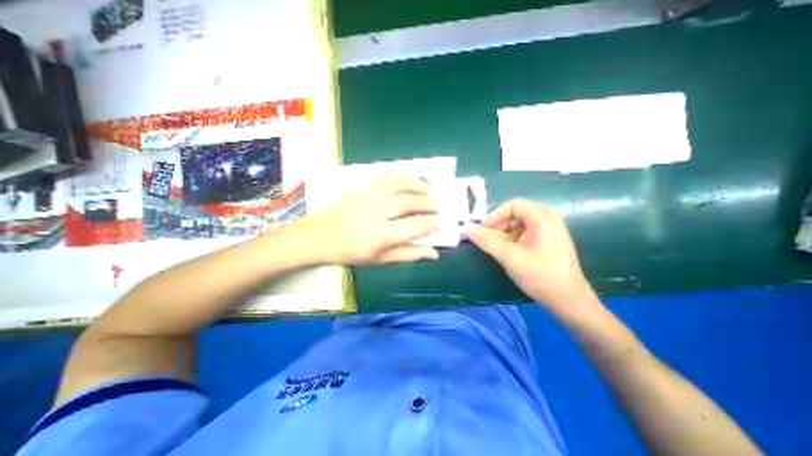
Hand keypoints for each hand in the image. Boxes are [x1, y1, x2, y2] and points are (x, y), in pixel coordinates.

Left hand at [303, 174, 442, 267]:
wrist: (321, 235)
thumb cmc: (351, 252)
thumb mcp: (380, 260)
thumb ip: (408, 254)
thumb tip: (434, 253)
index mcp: (381, 235)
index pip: (415, 226)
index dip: (434, 224)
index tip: (446, 223)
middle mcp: (377, 212)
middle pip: (410, 202)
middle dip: (430, 203)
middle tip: (441, 206)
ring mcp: (369, 196)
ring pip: (401, 184)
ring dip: (420, 186)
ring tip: (431, 191)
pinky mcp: (363, 187)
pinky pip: (389, 178)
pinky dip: (405, 178)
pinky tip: (413, 182)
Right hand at [463, 200, 594, 313]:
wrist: (569, 302)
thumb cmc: (541, 276)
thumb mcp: (510, 256)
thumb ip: (486, 240)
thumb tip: (465, 228)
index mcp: (543, 218)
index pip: (513, 205)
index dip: (494, 215)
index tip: (481, 230)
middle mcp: (547, 220)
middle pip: (515, 214)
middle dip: (497, 225)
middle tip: (483, 240)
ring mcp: (547, 232)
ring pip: (517, 225)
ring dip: (501, 234)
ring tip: (491, 248)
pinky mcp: (544, 243)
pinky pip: (522, 235)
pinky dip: (509, 241)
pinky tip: (503, 252)